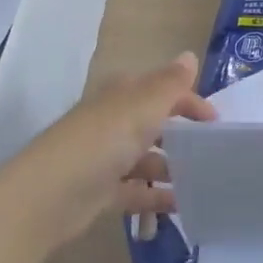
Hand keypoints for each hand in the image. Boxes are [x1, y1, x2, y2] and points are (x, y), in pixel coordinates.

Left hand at [6, 52, 215, 251]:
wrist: (46, 197)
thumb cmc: (102, 141)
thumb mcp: (144, 105)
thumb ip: (171, 84)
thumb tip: (189, 55)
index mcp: (123, 95)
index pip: (164, 90)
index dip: (191, 102)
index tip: (216, 124)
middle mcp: (113, 121)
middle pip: (154, 123)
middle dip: (182, 135)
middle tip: (211, 153)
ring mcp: (105, 158)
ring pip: (146, 158)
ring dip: (171, 168)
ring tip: (201, 182)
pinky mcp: (99, 192)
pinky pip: (135, 191)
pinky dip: (156, 197)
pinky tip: (180, 206)